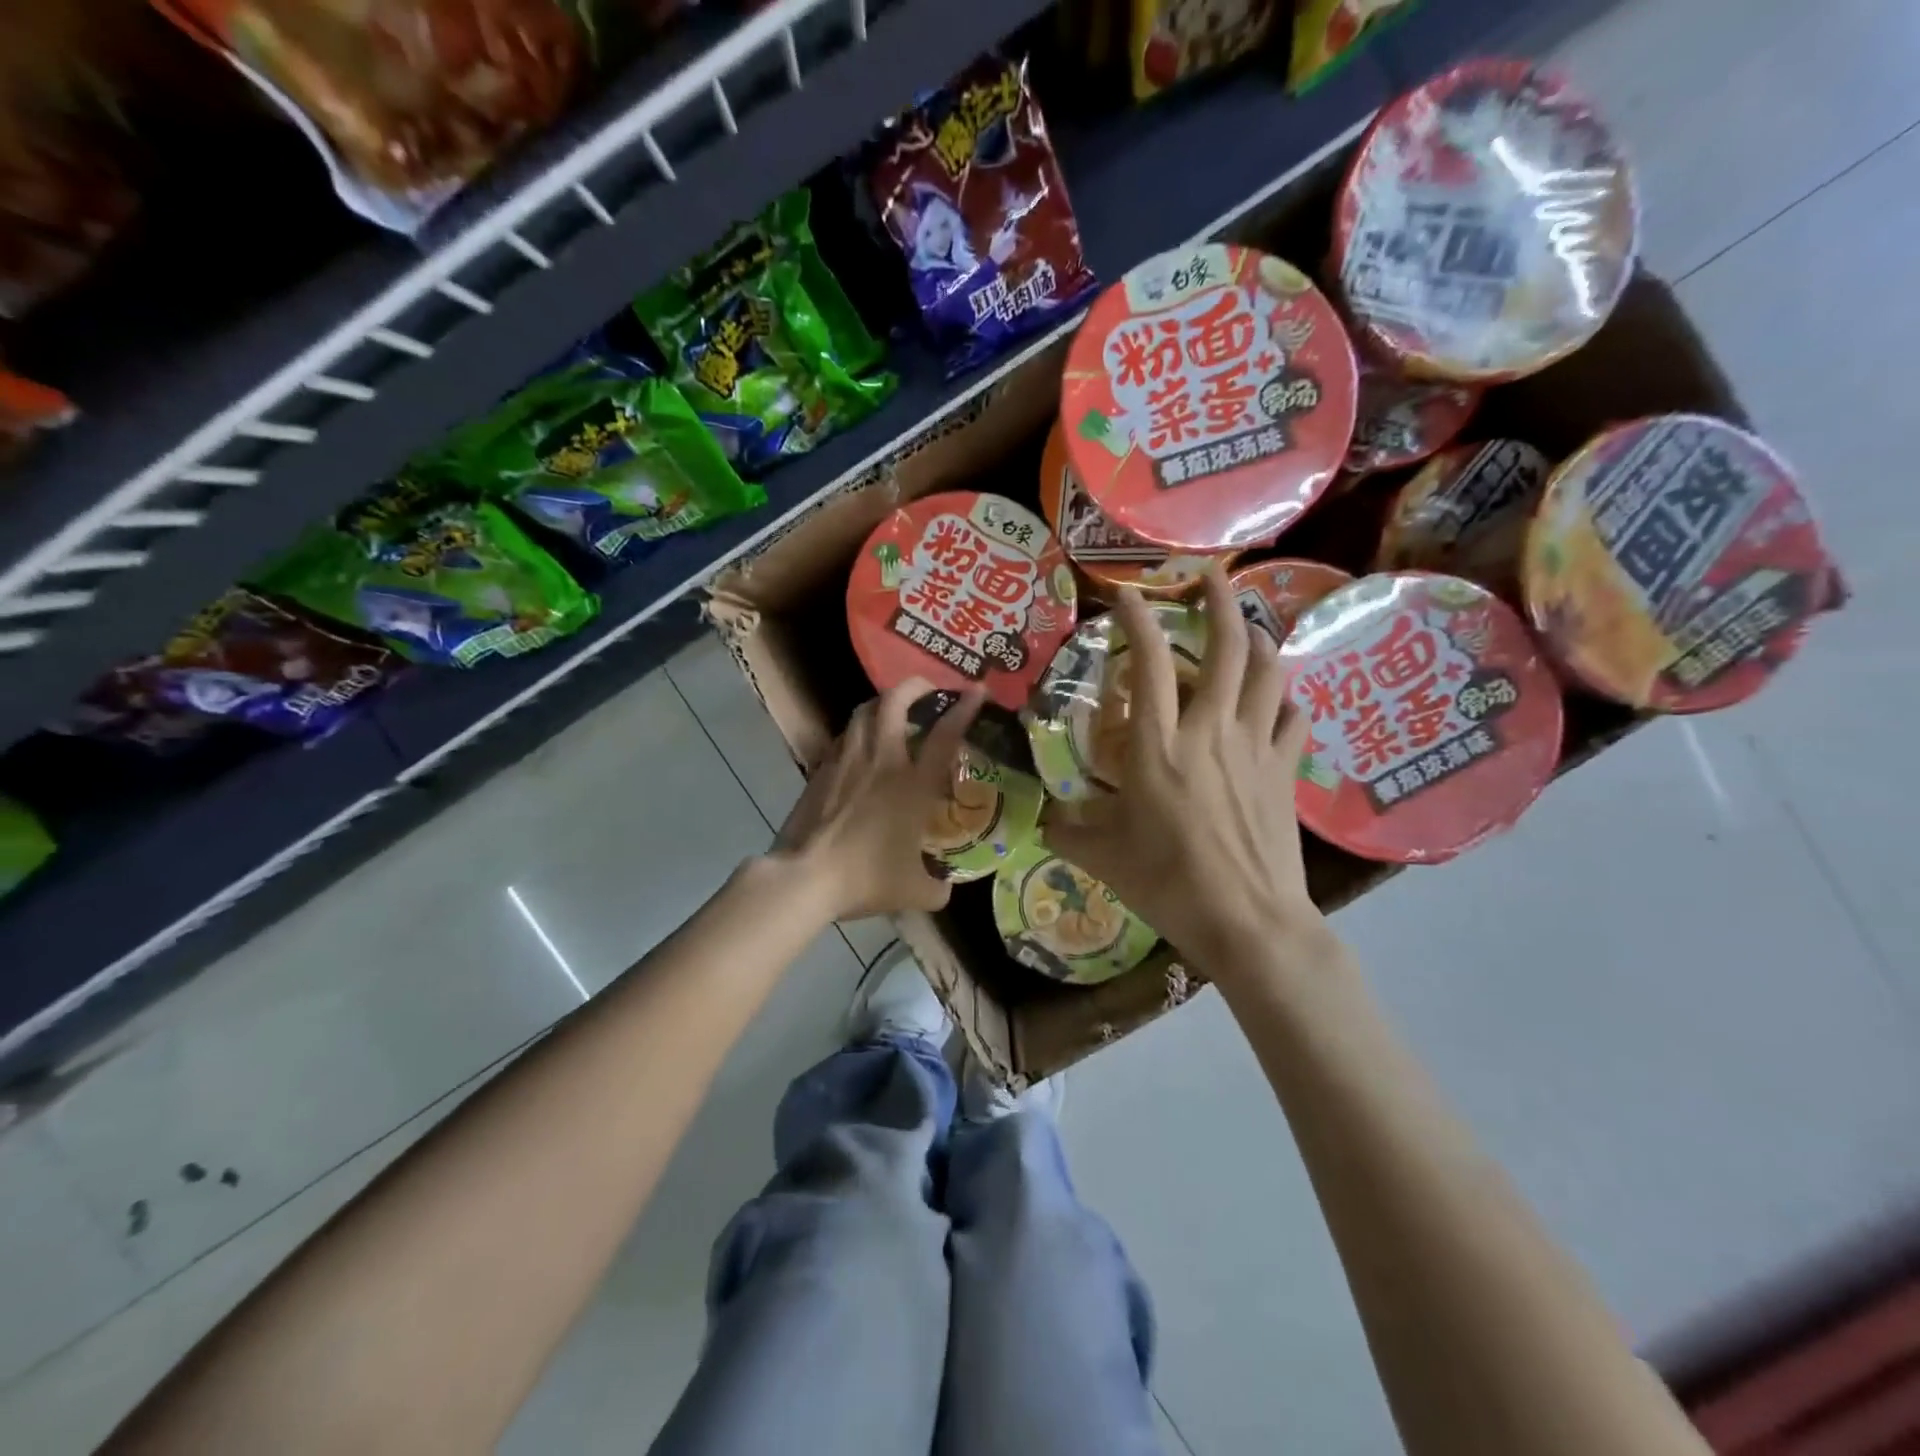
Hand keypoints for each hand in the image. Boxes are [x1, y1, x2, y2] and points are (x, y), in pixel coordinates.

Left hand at [771, 678, 984, 922]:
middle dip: (914, 685)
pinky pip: (844, 736)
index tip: (977, 690)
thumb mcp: (915, 892)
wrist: (806, 877)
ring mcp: (847, 760)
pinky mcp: (821, 769)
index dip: (964, 707)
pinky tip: (861, 745)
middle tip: (928, 689)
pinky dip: (858, 730)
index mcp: (913, 784)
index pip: (945, 734)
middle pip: (894, 701)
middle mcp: (881, 760)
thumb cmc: (866, 878)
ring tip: (892, 710)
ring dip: (882, 703)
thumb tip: (944, 887)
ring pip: (863, 711)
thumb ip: (938, 886)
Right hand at [1043, 565, 1324, 980]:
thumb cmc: (1168, 884)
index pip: (1147, 663)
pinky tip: (1274, 697)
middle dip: (1220, 600)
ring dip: (1258, 638)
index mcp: (1158, 747)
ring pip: (1269, 670)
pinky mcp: (1285, 770)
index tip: (1127, 591)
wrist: (1248, 921)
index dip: (1137, 618)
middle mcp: (1211, 731)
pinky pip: (1292, 716)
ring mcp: (1255, 747)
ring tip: (1246, 628)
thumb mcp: (1102, 857)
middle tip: (1211, 575)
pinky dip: (1283, 697)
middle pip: (1227, 647)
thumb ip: (1066, 829)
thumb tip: (1042, 817)